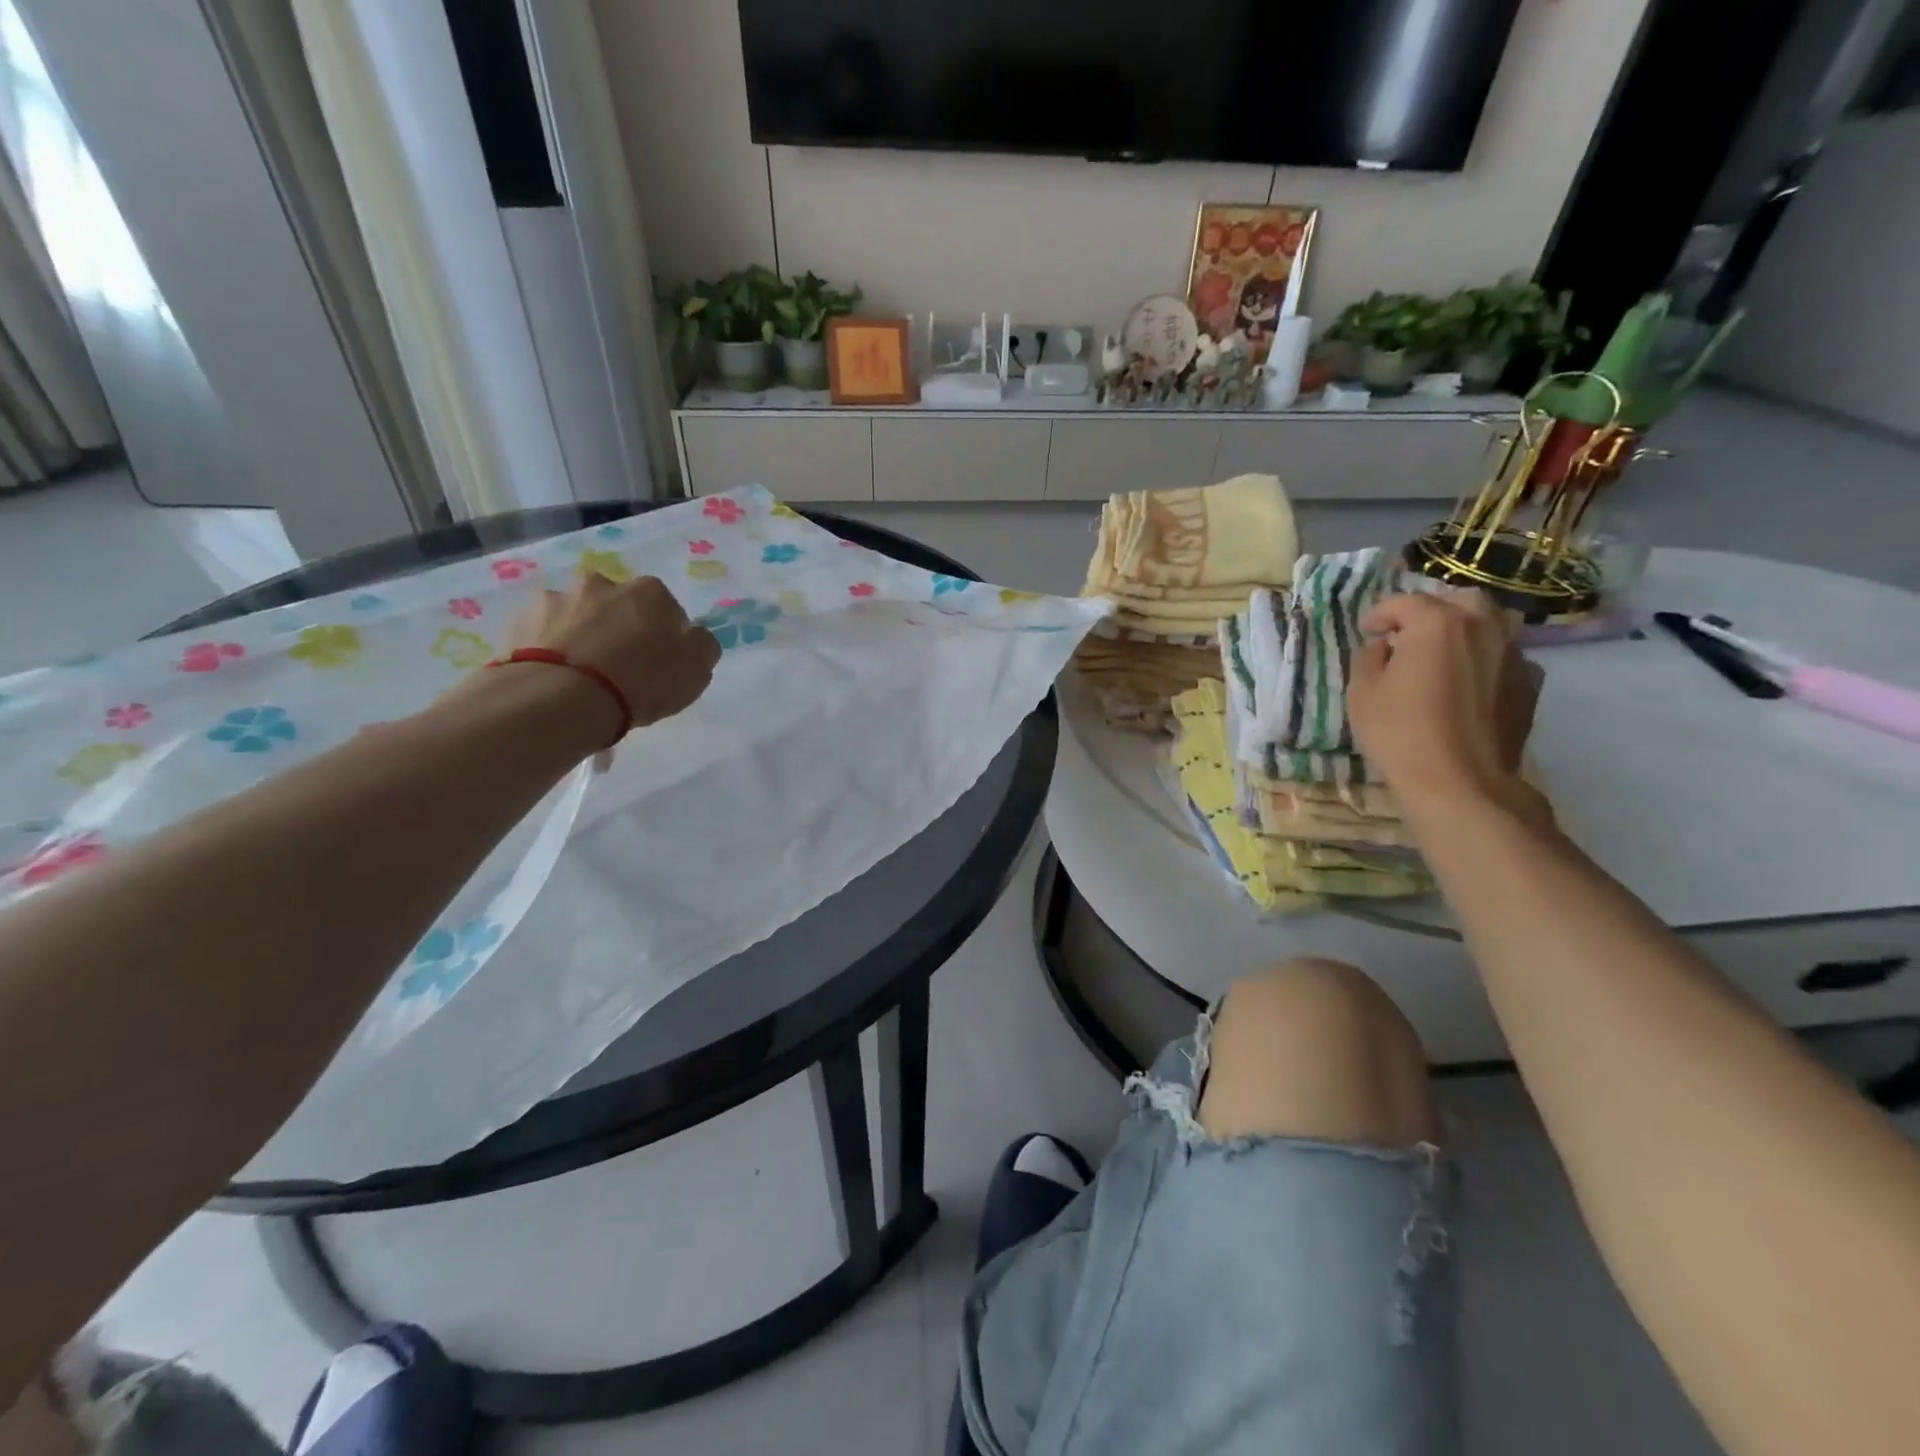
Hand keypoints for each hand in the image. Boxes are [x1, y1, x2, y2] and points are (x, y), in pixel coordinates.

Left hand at [508, 571, 720, 736]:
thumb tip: (691, 636)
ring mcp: (556, 600)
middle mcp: (602, 583)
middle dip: (621, 629)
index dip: (666, 636)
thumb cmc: (642, 681)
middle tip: (621, 668)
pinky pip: (544, 635)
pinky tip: (556, 678)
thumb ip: (702, 645)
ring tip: (583, 677)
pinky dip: (551, 649)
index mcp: (649, 591)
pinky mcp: (520, 622)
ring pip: (578, 617)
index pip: (667, 609)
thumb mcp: (697, 669)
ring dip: (583, 636)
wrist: (562, 699)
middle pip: (619, 607)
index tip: (661, 663)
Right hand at [1348, 590, 1542, 816]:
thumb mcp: (1362, 692)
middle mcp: (1482, 627)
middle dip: (1432, 611)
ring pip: (1490, 625)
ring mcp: (1512, 654)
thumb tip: (1384, 647)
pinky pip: (1505, 657)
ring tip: (1441, 657)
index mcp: (1437, 623)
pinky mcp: (1529, 684)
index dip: (1380, 614)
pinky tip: (1468, 683)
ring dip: (1463, 632)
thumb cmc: (1399, 732)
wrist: (1460, 781)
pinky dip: (1485, 660)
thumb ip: (1369, 658)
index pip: (1405, 602)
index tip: (1366, 631)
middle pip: (1460, 600)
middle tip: (1408, 634)